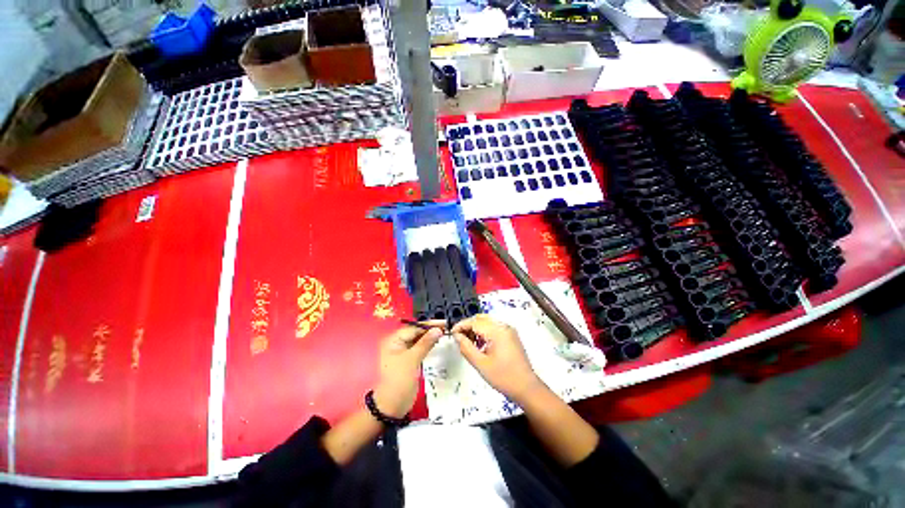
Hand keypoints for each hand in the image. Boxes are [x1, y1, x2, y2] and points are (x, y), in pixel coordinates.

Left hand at [372, 321, 444, 418]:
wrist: (393, 406)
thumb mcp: (412, 359)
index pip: (414, 328)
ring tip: (444, 333)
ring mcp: (403, 352)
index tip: (443, 323)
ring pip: (419, 340)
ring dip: (430, 337)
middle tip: (446, 328)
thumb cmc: (399, 380)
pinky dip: (428, 345)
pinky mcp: (409, 360)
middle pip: (416, 332)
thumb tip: (438, 329)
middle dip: (430, 330)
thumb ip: (425, 343)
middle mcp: (397, 343)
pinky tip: (437, 343)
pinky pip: (419, 348)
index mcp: (393, 340)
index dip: (429, 325)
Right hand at [452, 314, 542, 401]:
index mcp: (497, 331)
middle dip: (468, 326)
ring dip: (476, 328)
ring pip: (487, 322)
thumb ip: (466, 347)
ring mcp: (508, 330)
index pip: (475, 321)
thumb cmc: (503, 377)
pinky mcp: (511, 335)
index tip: (452, 333)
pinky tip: (480, 345)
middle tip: (459, 338)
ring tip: (468, 343)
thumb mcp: (480, 364)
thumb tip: (457, 336)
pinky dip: (484, 332)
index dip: (461, 325)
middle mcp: (503, 326)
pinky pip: (494, 327)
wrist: (526, 387)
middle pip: (481, 319)